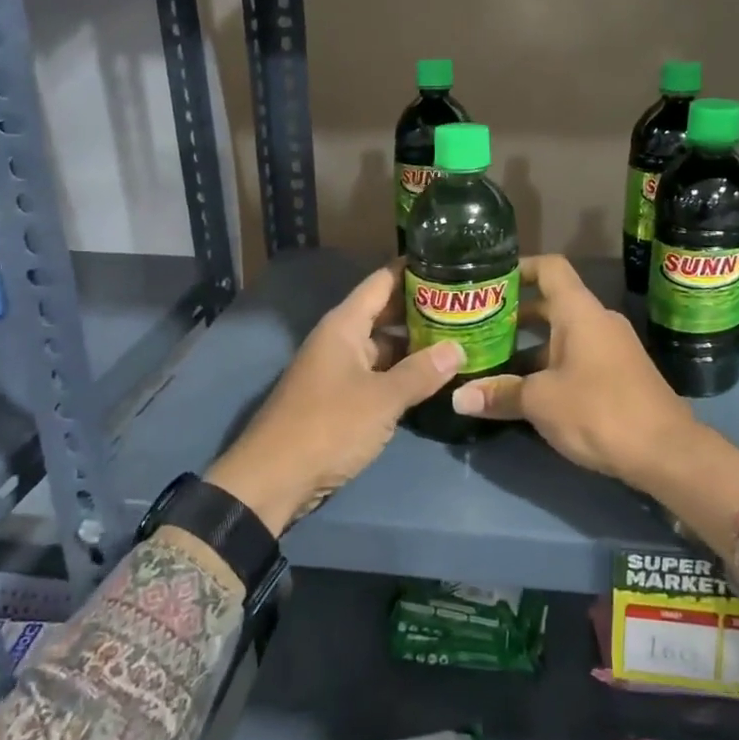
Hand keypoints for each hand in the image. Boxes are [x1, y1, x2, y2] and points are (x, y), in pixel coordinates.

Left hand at [206, 265, 461, 532]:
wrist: (273, 479)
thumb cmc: (327, 426)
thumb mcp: (382, 399)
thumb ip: (421, 372)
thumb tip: (458, 348)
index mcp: (344, 325)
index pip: (382, 281)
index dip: (414, 269)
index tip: (450, 260)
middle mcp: (340, 340)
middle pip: (385, 312)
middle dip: (422, 308)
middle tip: (465, 303)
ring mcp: (338, 370)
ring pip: (383, 346)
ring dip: (415, 344)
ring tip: (459, 337)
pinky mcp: (340, 399)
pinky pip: (377, 374)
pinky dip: (402, 372)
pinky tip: (433, 377)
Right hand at [451, 255, 696, 483]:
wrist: (667, 452)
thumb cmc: (599, 411)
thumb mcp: (540, 402)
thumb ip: (499, 394)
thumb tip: (458, 398)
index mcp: (579, 312)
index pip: (549, 268)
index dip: (519, 268)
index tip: (489, 281)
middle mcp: (596, 321)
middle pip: (550, 303)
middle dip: (514, 316)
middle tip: (478, 328)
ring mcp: (611, 348)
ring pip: (562, 335)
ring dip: (529, 346)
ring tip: (492, 363)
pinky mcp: (618, 374)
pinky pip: (576, 356)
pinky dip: (549, 365)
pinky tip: (525, 391)